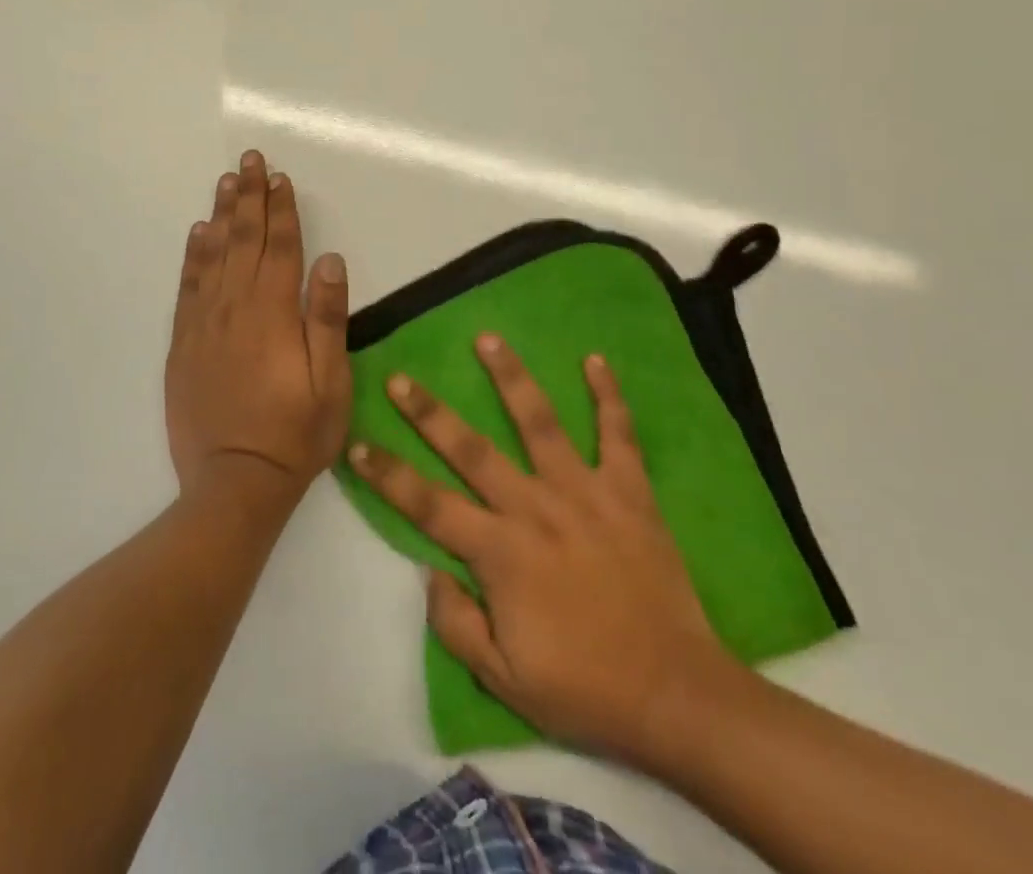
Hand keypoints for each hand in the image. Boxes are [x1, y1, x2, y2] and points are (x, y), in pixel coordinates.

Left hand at [164, 150, 352, 510]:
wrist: (234, 483)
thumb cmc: (295, 435)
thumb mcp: (330, 383)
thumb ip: (328, 318)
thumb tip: (331, 260)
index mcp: (275, 313)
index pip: (280, 247)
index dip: (282, 209)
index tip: (281, 177)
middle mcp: (236, 307)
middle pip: (244, 239)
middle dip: (250, 196)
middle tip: (251, 159)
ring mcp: (204, 323)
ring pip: (213, 254)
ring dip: (222, 214)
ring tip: (227, 181)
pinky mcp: (183, 343)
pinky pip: (188, 286)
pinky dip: (193, 254)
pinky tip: (198, 233)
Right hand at [346, 335, 750, 771]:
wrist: (675, 695)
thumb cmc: (584, 688)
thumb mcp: (503, 679)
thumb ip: (455, 623)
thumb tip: (428, 570)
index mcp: (500, 552)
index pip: (428, 504)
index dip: (388, 475)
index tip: (357, 445)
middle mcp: (534, 508)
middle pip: (471, 449)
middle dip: (429, 413)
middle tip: (400, 378)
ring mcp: (583, 492)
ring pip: (539, 422)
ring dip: (511, 377)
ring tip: (487, 338)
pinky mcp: (628, 491)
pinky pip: (617, 434)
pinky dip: (608, 396)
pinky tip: (595, 360)